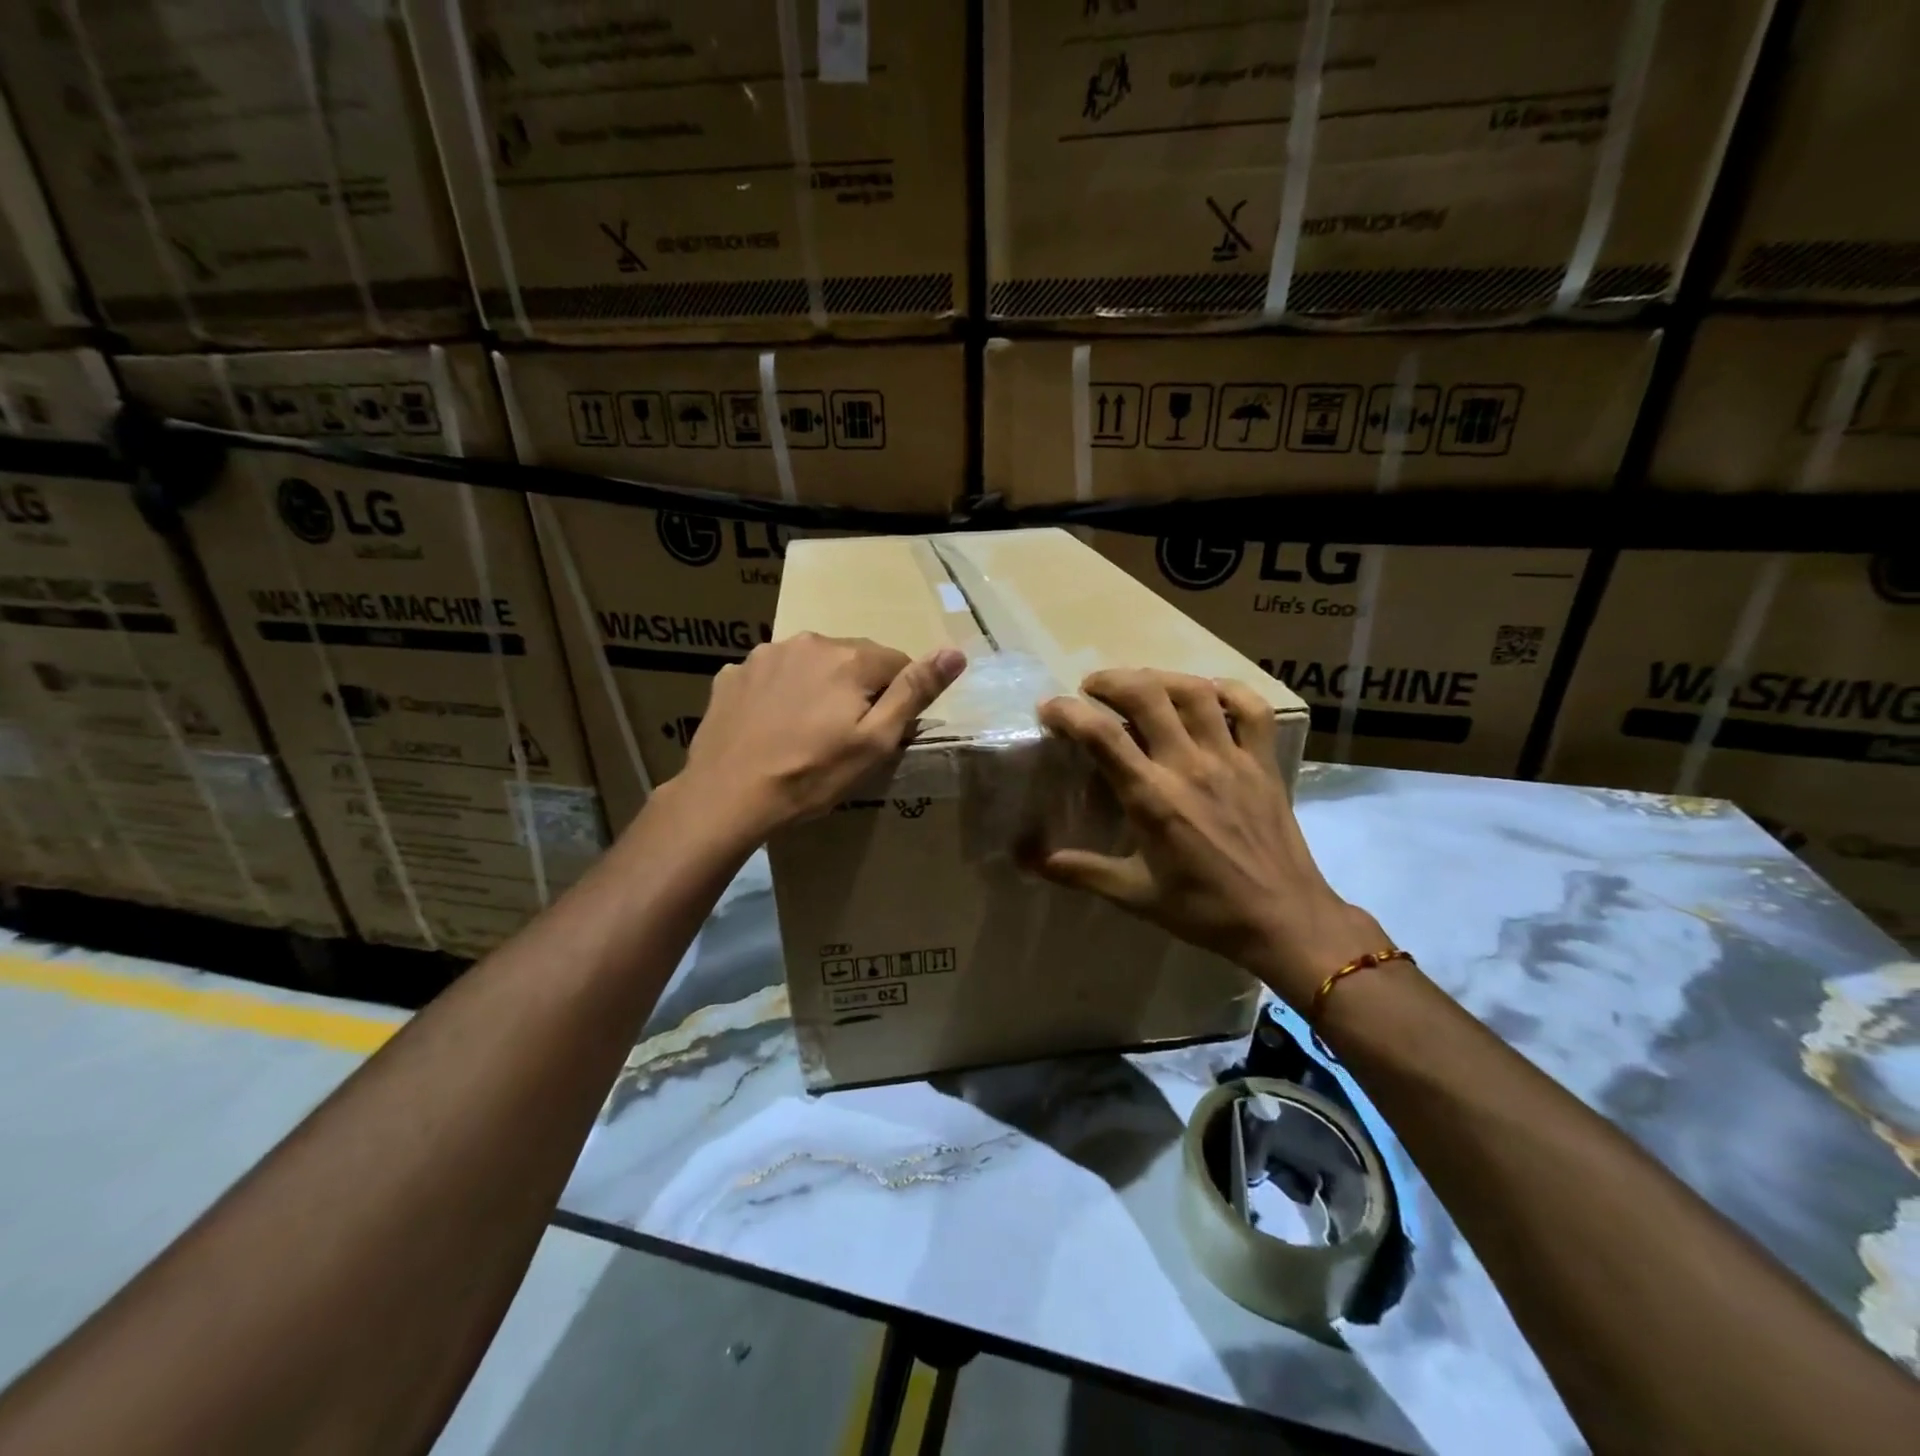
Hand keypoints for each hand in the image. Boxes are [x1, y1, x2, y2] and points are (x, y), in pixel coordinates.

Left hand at [678, 633, 965, 840]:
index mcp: (848, 657)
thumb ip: (915, 692)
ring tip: (805, 734)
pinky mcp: (732, 675)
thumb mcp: (875, 741)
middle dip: (856, 690)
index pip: (896, 662)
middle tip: (843, 737)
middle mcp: (807, 642)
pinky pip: (772, 676)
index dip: (895, 699)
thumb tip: (955, 651)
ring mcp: (764, 655)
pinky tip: (771, 728)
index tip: (879, 733)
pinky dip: (780, 694)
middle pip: (852, 660)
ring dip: (817, 688)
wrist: (727, 797)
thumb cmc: (811, 775)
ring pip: (810, 665)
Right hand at [1032, 668, 1388, 1009]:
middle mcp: (1189, 766)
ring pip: (1195, 691)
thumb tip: (1026, 860)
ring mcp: (1231, 759)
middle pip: (1147, 695)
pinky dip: (1227, 690)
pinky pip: (1251, 709)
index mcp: (1152, 798)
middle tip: (1092, 687)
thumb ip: (1080, 871)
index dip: (1068, 712)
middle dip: (1111, 680)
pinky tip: (1207, 693)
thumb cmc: (1204, 910)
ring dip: (1160, 677)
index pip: (1101, 736)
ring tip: (1140, 684)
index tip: (1049, 708)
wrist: (1283, 920)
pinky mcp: (1263, 762)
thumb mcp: (1134, 895)